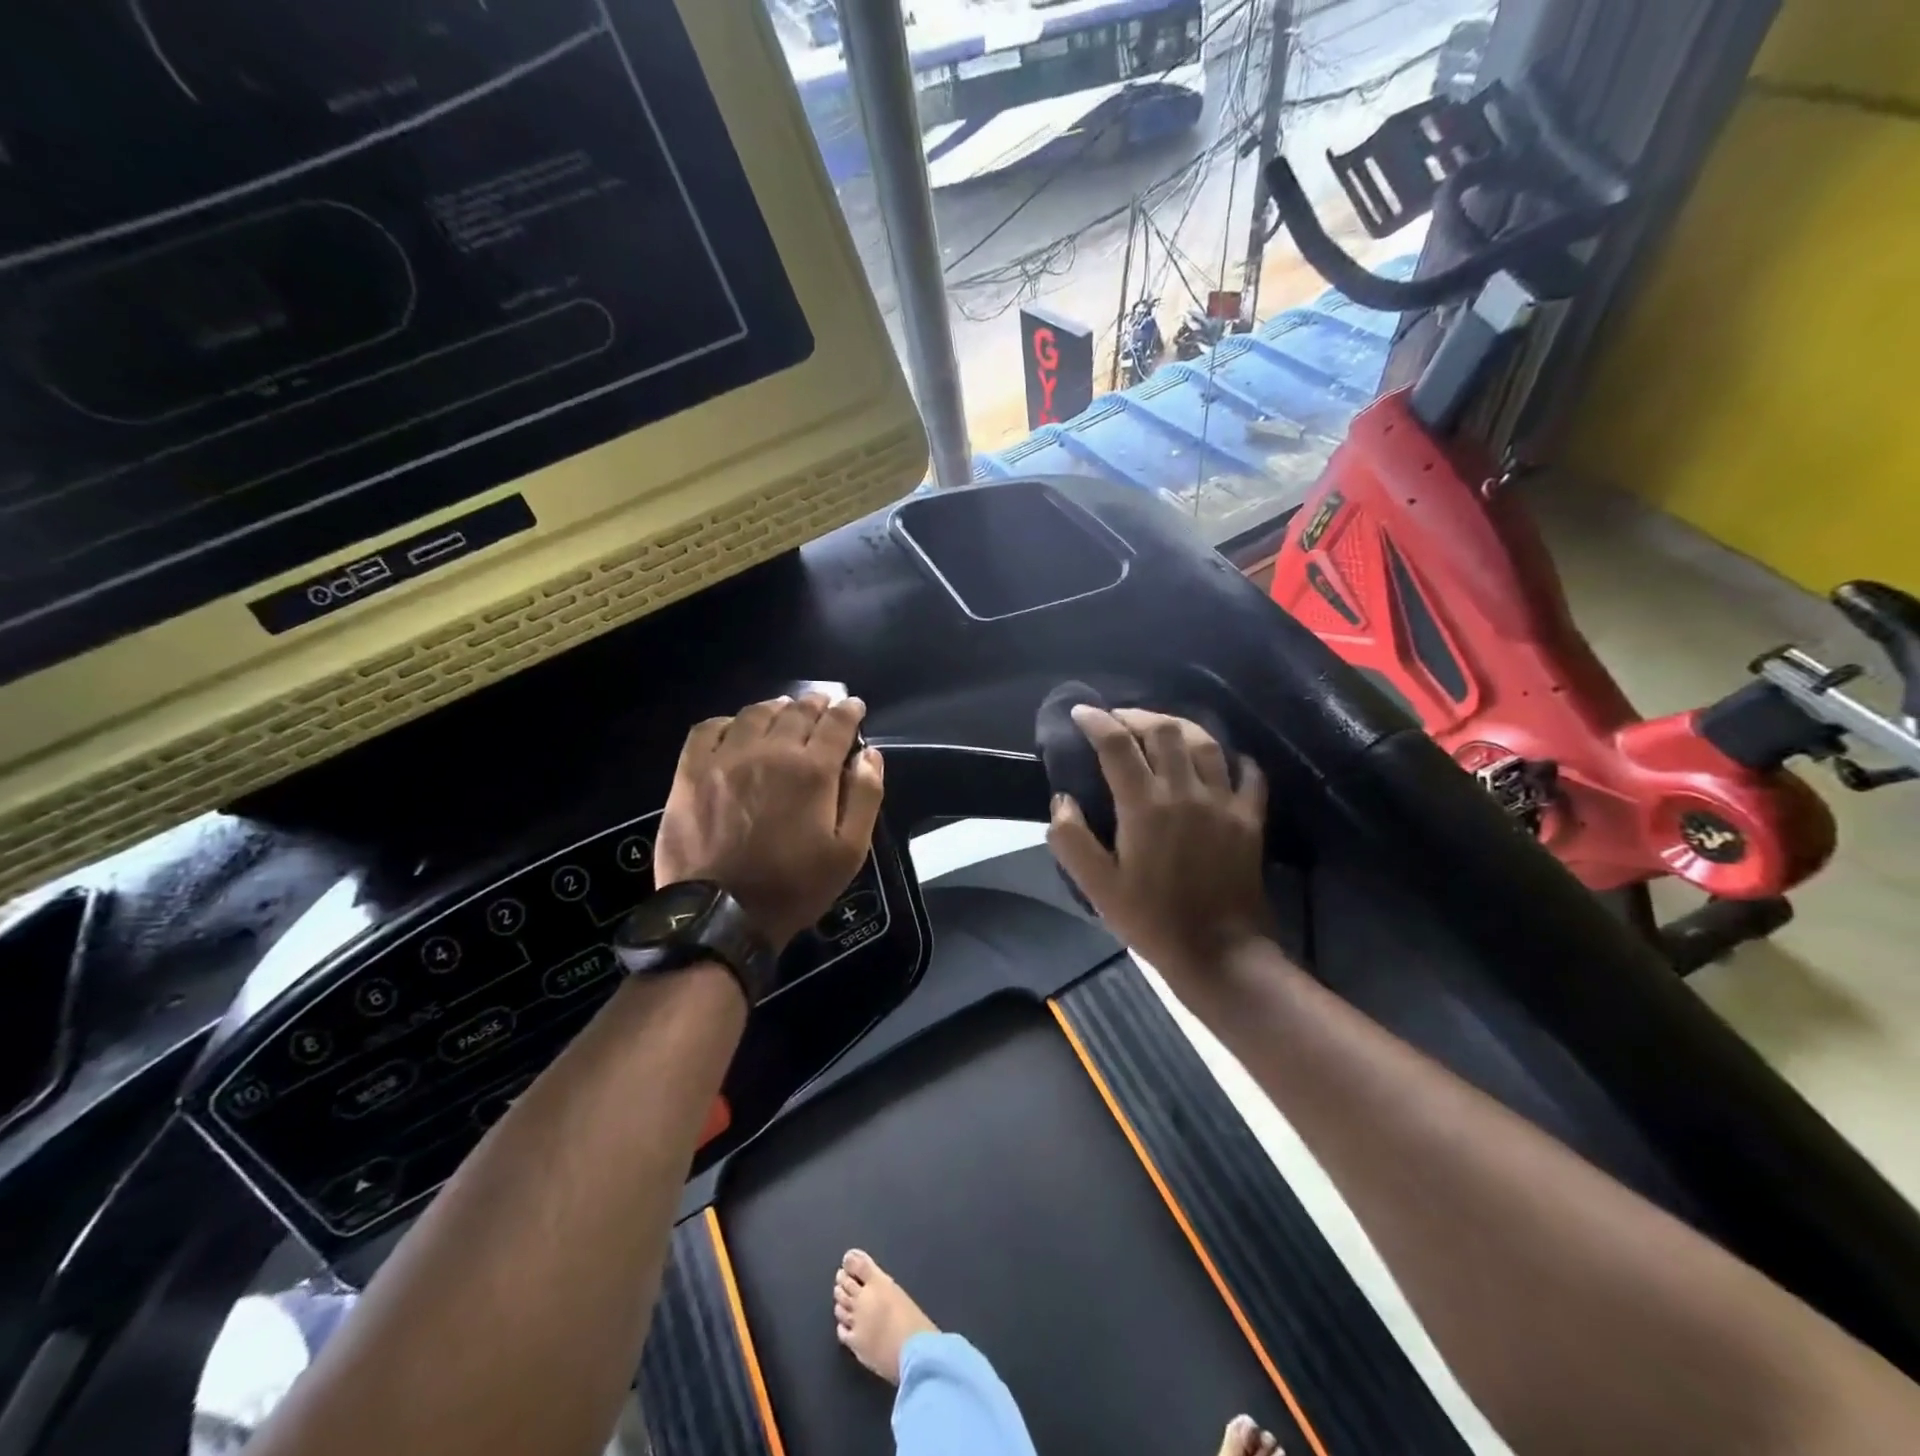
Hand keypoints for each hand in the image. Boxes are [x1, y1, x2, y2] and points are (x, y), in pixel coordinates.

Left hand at [654, 694, 884, 950]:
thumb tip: (869, 754)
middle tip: (823, 704)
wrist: (721, 914)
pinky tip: (735, 728)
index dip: (848, 710)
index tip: (854, 706)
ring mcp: (726, 758)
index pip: (836, 723)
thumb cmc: (794, 886)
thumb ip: (865, 796)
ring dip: (776, 707)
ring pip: (755, 714)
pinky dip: (727, 721)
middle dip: (816, 703)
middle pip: (796, 711)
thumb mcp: (849, 851)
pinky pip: (708, 729)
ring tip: (783, 710)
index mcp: (812, 770)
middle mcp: (770, 752)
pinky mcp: (691, 772)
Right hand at [1047, 706, 1271, 987]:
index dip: (1097, 721)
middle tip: (1118, 719)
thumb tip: (1063, 801)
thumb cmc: (1151, 920)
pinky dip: (1232, 757)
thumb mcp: (1097, 887)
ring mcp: (1224, 802)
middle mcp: (1186, 792)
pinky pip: (1248, 773)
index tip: (1081, 712)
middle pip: (1164, 730)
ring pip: (1205, 742)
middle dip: (1137, 715)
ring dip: (1179, 726)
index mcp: (1145, 806)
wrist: (1219, 952)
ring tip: (1160, 728)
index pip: (1118, 744)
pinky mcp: (1250, 818)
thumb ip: (1071, 840)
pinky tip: (1220, 759)